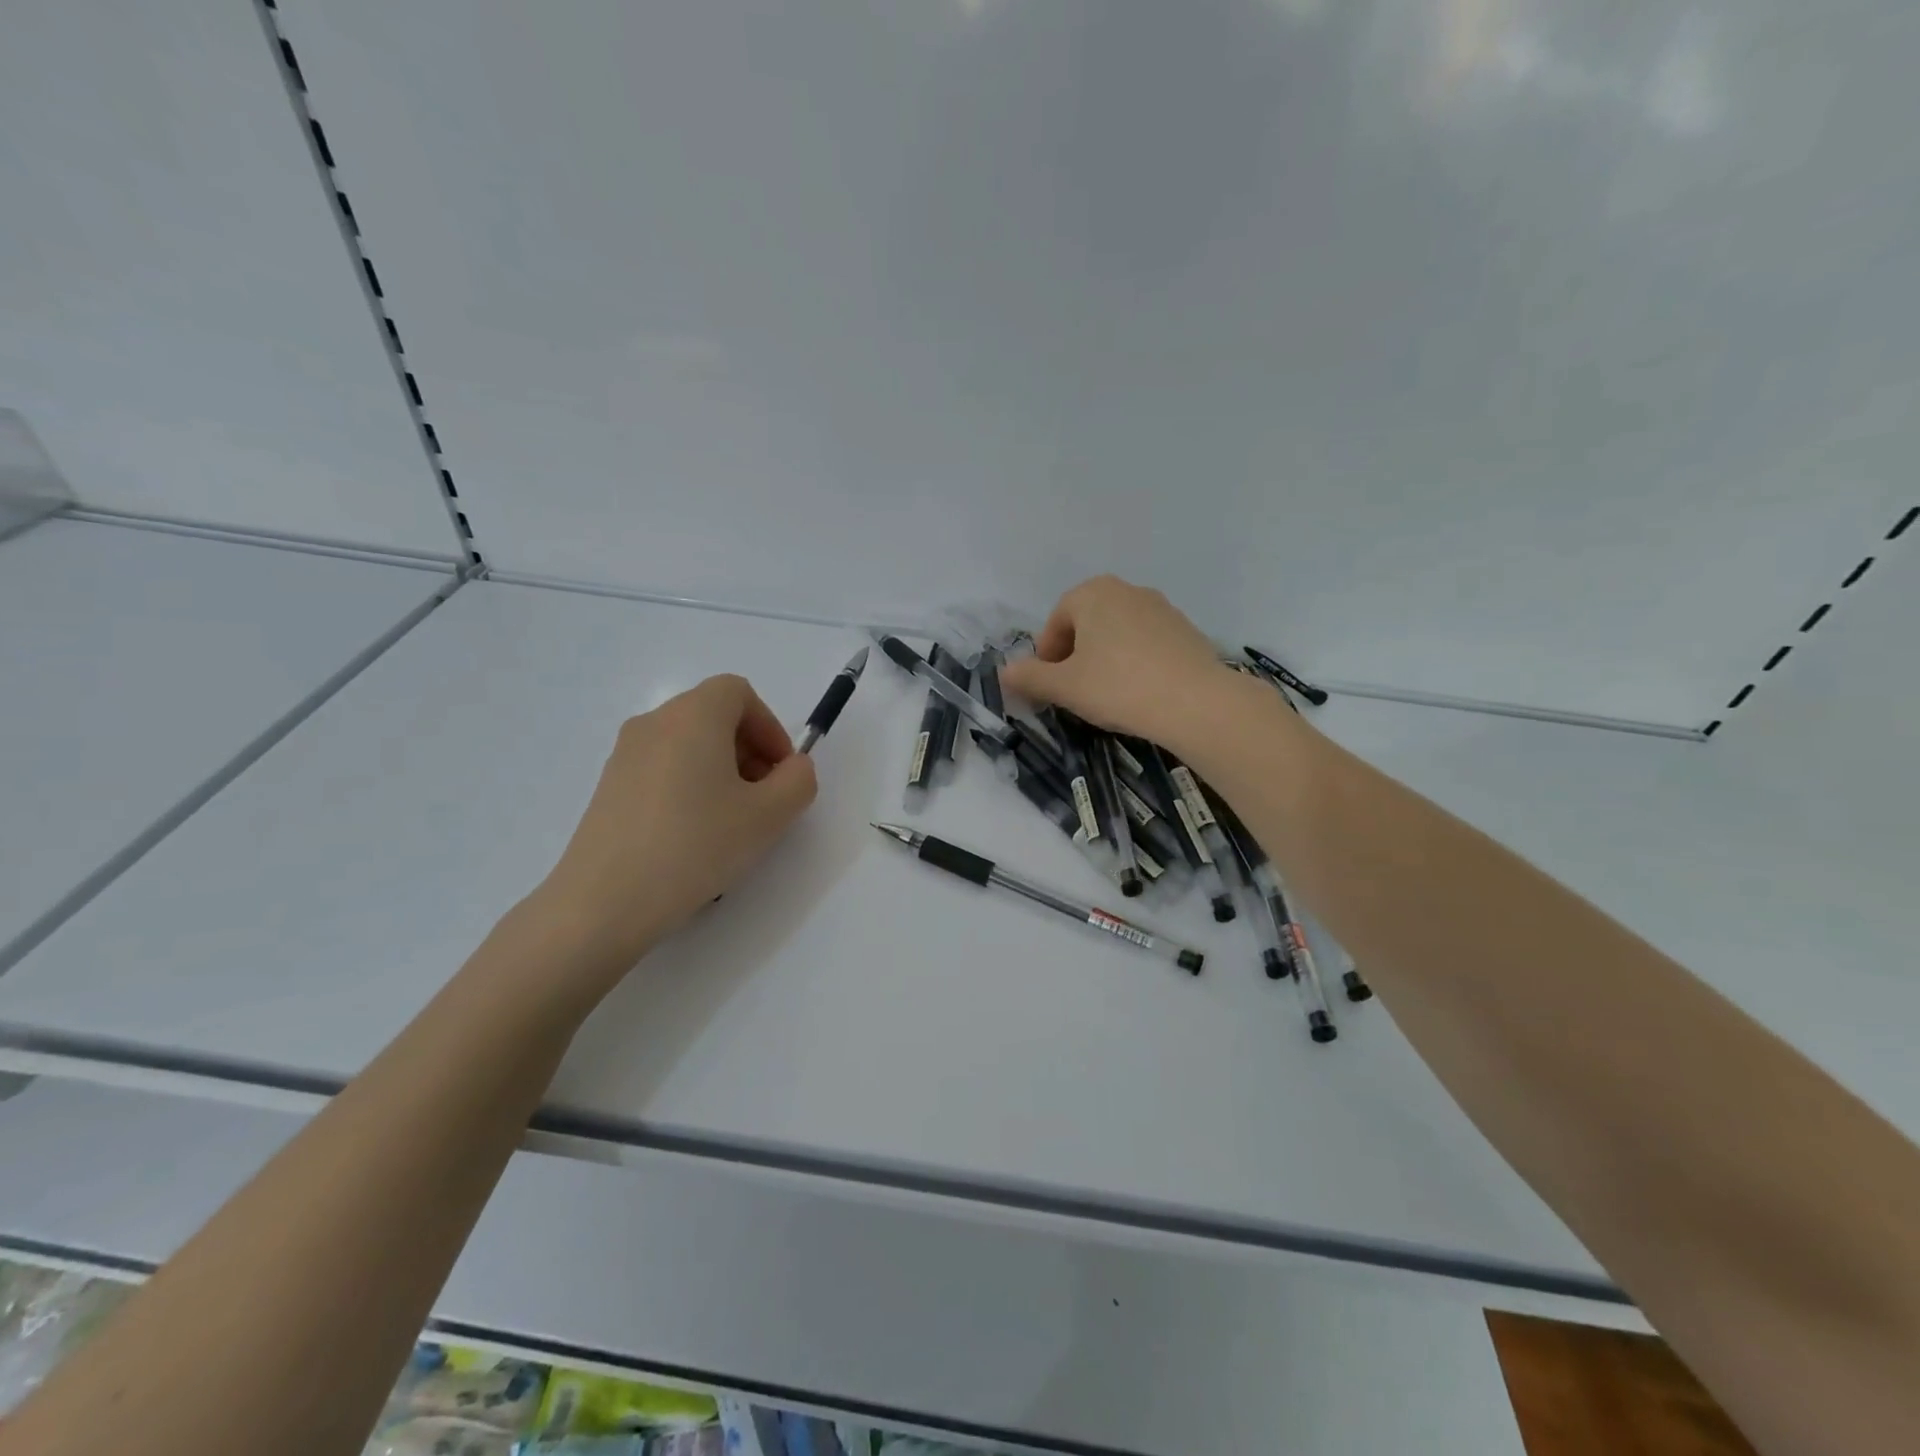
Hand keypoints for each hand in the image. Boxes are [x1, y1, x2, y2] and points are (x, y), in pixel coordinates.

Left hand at [529, 675, 817, 988]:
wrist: (604, 902)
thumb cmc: (695, 846)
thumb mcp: (770, 816)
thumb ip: (798, 781)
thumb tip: (792, 768)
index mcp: (693, 716)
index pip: (739, 692)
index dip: (770, 726)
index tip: (781, 771)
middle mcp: (654, 723)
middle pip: (713, 715)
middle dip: (749, 749)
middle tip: (764, 798)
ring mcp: (624, 755)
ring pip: (688, 744)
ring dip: (721, 770)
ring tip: (731, 822)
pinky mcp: (608, 788)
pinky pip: (663, 769)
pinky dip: (690, 786)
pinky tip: (694, 836)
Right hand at [1000, 576, 1245, 751]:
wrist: (1195, 702)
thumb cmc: (1118, 686)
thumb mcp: (1064, 687)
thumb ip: (1030, 677)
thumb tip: (1004, 672)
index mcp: (1093, 593)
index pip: (1056, 621)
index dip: (1046, 655)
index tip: (1048, 685)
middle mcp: (1127, 590)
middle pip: (1087, 623)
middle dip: (1075, 655)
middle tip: (1073, 690)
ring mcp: (1162, 608)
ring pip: (1117, 633)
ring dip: (1104, 658)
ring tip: (1106, 694)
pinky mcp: (1186, 630)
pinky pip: (1146, 644)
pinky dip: (1134, 662)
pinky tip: (1138, 692)